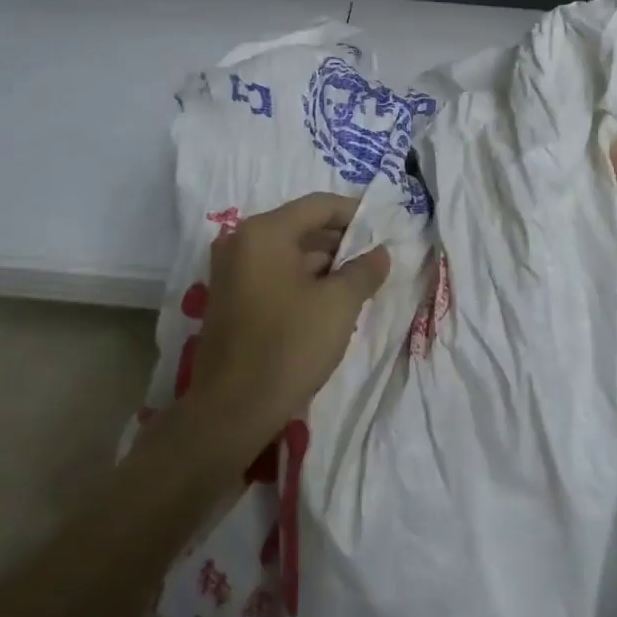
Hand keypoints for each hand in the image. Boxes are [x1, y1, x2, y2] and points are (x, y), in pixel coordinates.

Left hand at [189, 193, 390, 459]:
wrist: (232, 410)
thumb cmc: (289, 346)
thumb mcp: (338, 305)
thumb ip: (364, 270)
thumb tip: (380, 252)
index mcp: (264, 233)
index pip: (318, 206)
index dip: (355, 214)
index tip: (384, 229)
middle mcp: (241, 242)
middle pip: (301, 228)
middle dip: (341, 242)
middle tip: (377, 259)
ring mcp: (232, 272)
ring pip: (289, 254)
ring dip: (325, 264)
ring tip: (361, 282)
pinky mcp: (231, 299)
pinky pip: (274, 275)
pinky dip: (303, 281)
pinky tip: (331, 302)